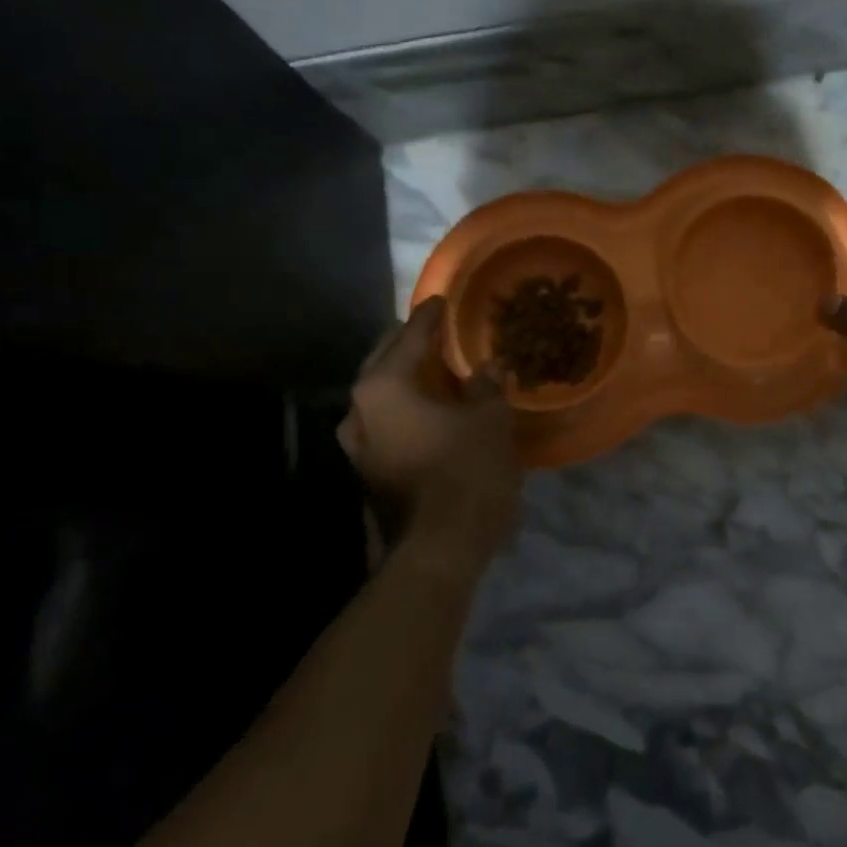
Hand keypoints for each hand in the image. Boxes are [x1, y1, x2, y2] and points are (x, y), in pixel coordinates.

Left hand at [338, 297, 521, 584]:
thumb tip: (489, 367)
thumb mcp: (489, 420)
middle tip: (434, 330)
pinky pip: (385, 421)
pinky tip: (429, 407)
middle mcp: (359, 409)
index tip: (442, 300)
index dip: (430, 317)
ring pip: (380, 395)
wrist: (440, 547)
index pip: (410, 337)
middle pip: (383, 361)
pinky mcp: (367, 470)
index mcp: (384, 386)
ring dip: (404, 378)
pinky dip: (405, 407)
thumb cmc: (466, 470)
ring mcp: (357, 444)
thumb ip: (487, 386)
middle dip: (408, 344)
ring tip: (432, 368)